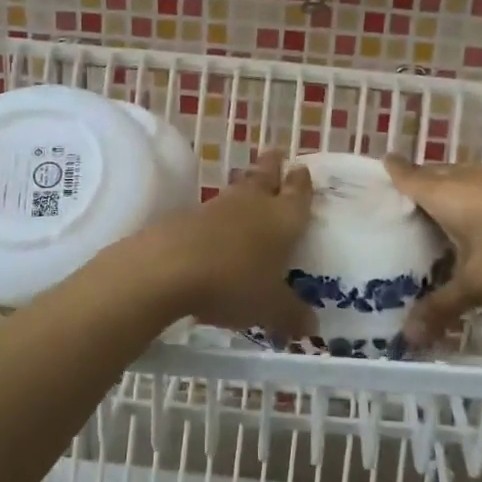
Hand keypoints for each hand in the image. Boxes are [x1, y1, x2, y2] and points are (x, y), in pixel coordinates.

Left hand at [135, 151, 316, 338]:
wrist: (170, 267)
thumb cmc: (234, 282)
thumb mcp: (269, 307)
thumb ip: (291, 315)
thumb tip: (312, 328)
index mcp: (283, 219)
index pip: (298, 194)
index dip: (302, 182)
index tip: (302, 167)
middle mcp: (254, 204)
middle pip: (265, 177)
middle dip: (272, 166)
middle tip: (275, 153)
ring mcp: (218, 207)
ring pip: (237, 189)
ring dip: (245, 185)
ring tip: (249, 184)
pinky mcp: (187, 216)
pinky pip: (212, 210)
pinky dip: (219, 214)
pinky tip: (217, 224)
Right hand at [384, 158, 481, 346]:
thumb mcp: (478, 284)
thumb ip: (443, 308)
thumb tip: (408, 338)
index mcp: (444, 194)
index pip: (409, 176)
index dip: (393, 170)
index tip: (382, 164)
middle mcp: (466, 177)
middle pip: (433, 173)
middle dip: (418, 181)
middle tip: (405, 202)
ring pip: (461, 176)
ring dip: (449, 188)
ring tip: (440, 211)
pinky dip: (474, 195)